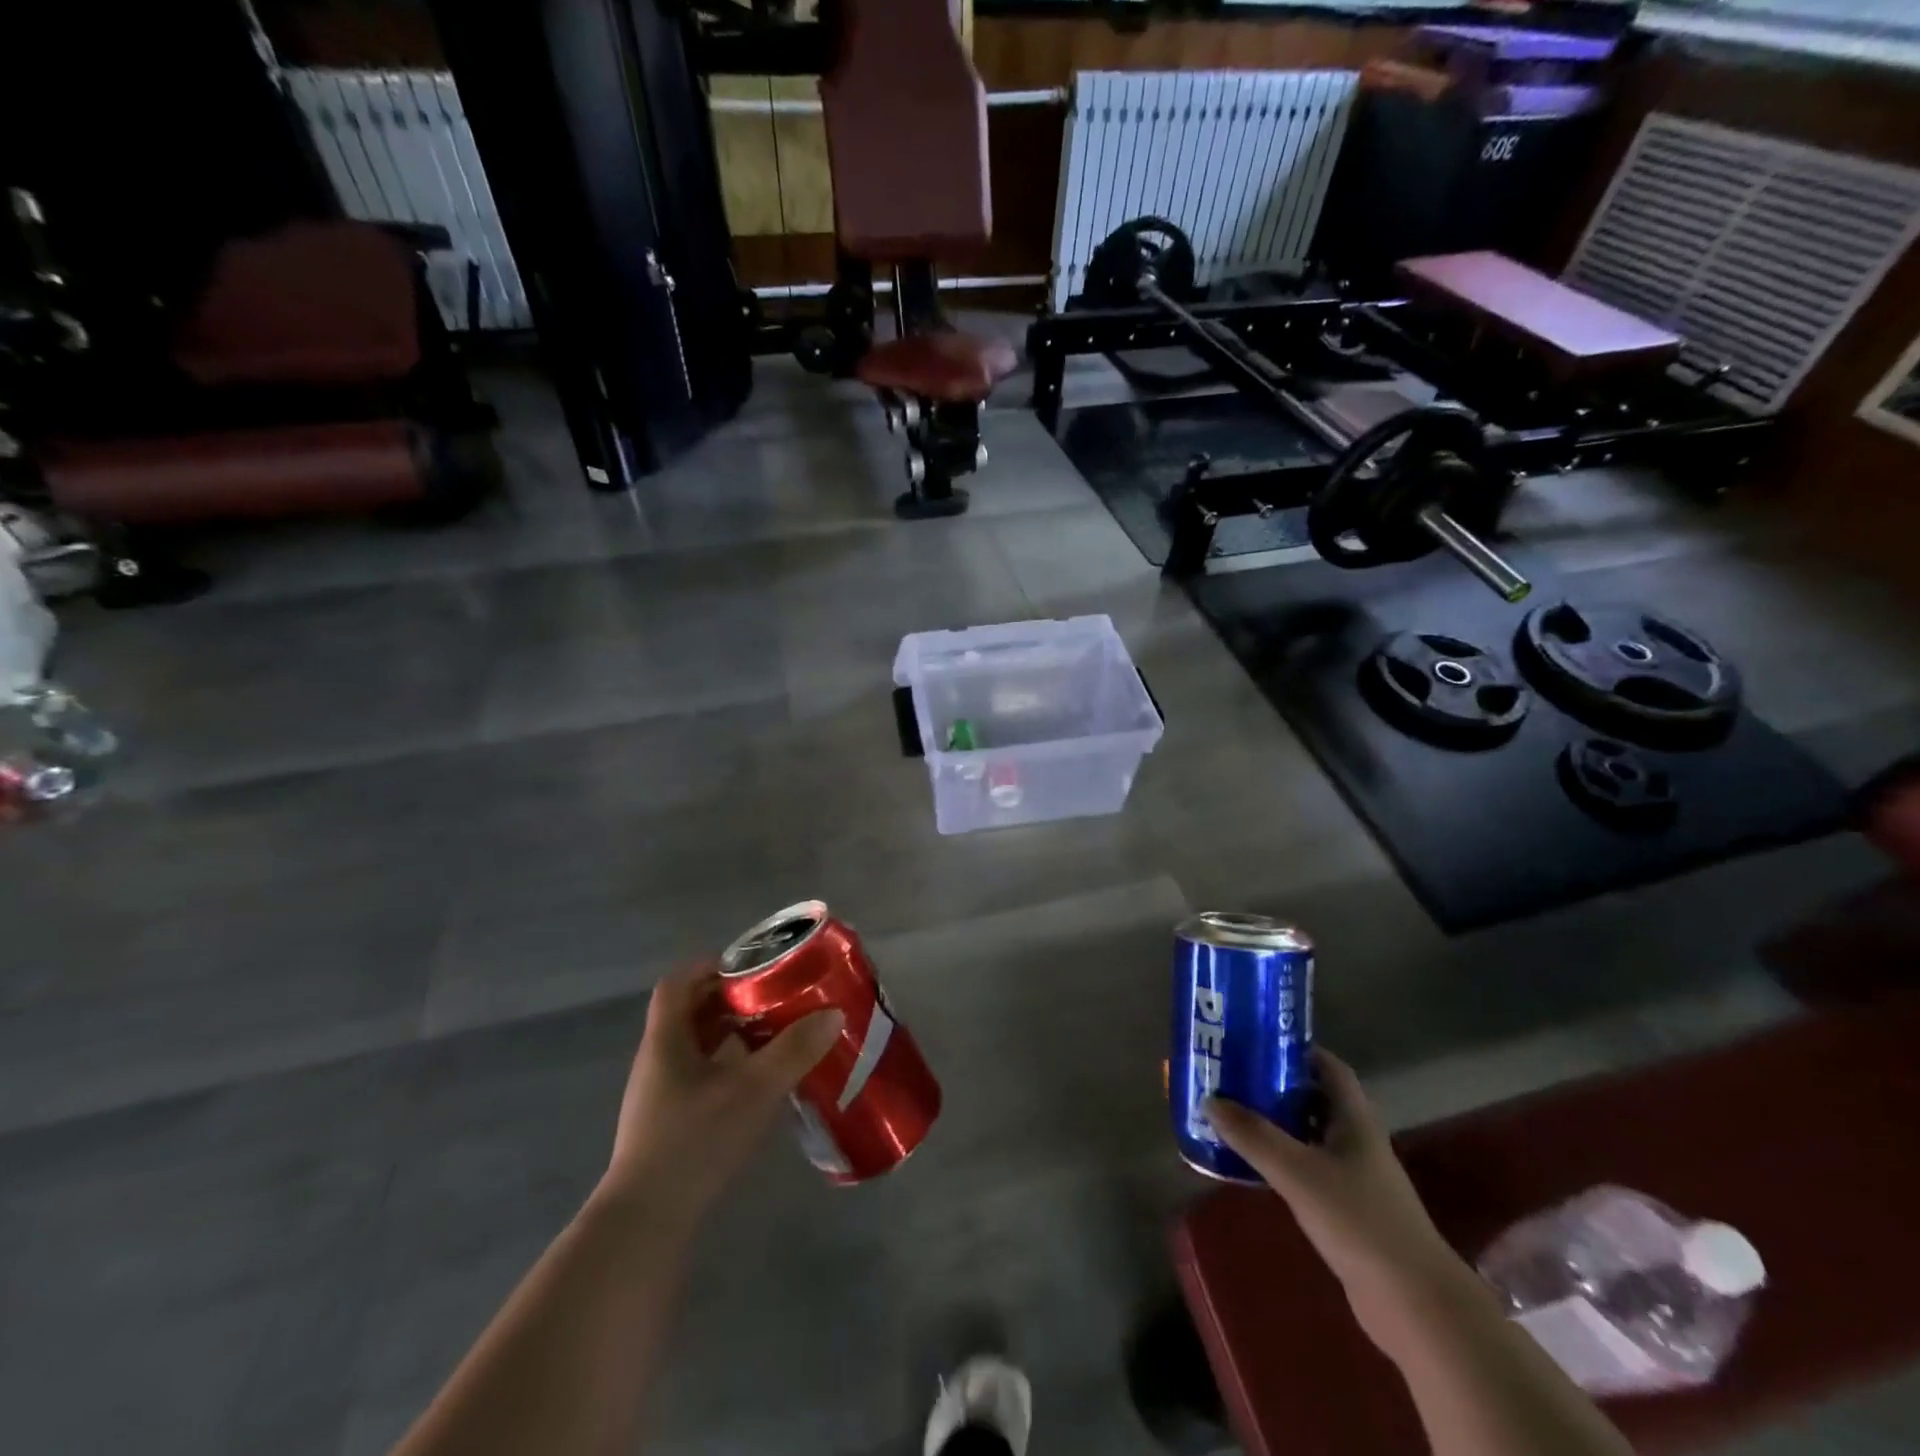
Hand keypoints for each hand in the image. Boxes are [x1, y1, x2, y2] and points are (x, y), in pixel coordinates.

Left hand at [603, 966, 842, 1220]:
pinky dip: (728, 1066)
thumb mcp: (753, 1090)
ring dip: (731, 1034)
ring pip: (696, 1046)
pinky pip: (700, 1075)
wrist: (646, 1223)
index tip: (750, 966)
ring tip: (774, 1034)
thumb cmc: (694, 1141)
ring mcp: (659, 1094)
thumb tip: (833, 1013)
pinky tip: (758, 1081)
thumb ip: (794, 1050)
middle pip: (690, 1012)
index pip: (677, 983)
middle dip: (731, 999)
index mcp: (666, 1040)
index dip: (710, 966)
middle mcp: (657, 1060)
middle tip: (773, 998)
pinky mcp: (668, 1123)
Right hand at [1207, 1050, 1470, 1353]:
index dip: (1296, 1049)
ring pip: (1306, 1135)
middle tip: (1231, 1075)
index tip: (1256, 1041)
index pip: (1328, 1067)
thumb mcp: (1298, 1172)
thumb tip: (1209, 1099)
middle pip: (1312, 1098)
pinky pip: (1304, 1170)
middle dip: (1274, 1085)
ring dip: (1273, 1124)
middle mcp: (1355, 1141)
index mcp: (1354, 1119)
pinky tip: (1249, 1165)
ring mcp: (1352, 1177)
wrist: (1415, 1305)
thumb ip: (1253, 1135)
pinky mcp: (1345, 1210)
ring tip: (1230, 1113)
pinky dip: (1278, 1160)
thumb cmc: (1359, 1221)